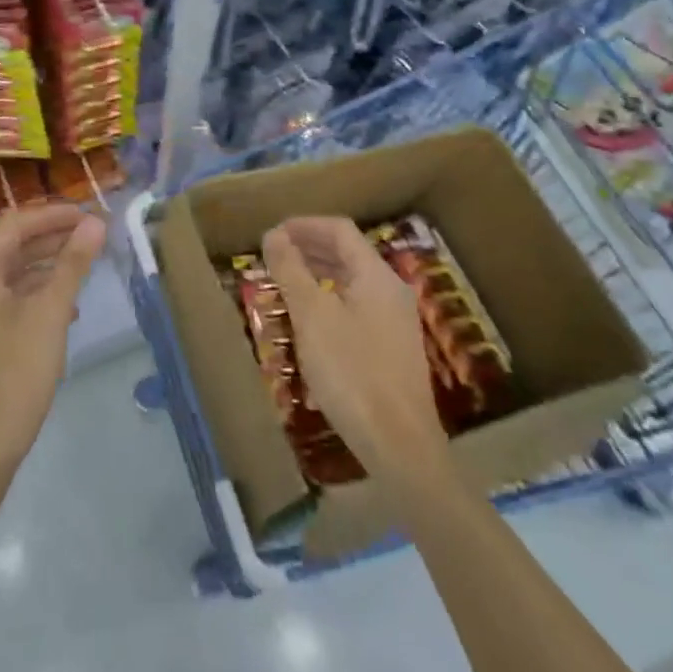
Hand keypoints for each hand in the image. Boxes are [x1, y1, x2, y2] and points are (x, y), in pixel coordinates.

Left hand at [0, 202, 105, 502]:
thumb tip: (94, 223)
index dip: (53, 214)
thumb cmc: (12, 379)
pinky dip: (38, 296)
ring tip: (86, 267)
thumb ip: (71, 266)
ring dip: (48, 267)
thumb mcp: (49, 316)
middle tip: (94, 236)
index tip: (90, 214)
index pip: (15, 224)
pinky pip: (9, 303)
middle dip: (53, 238)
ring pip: (12, 276)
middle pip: (12, 247)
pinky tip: (67, 310)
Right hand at [263, 217, 448, 484]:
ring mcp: (396, 320)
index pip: (340, 230)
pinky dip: (330, 299)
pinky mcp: (393, 348)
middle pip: (348, 253)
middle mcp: (391, 290)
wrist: (400, 446)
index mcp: (376, 275)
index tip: (272, 234)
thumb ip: (291, 271)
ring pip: (352, 281)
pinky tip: (310, 320)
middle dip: (309, 247)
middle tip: (273, 255)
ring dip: (318, 273)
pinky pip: (357, 306)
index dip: (304, 225)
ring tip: (285, 282)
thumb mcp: (312, 317)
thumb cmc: (352, 373)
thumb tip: (274, 234)